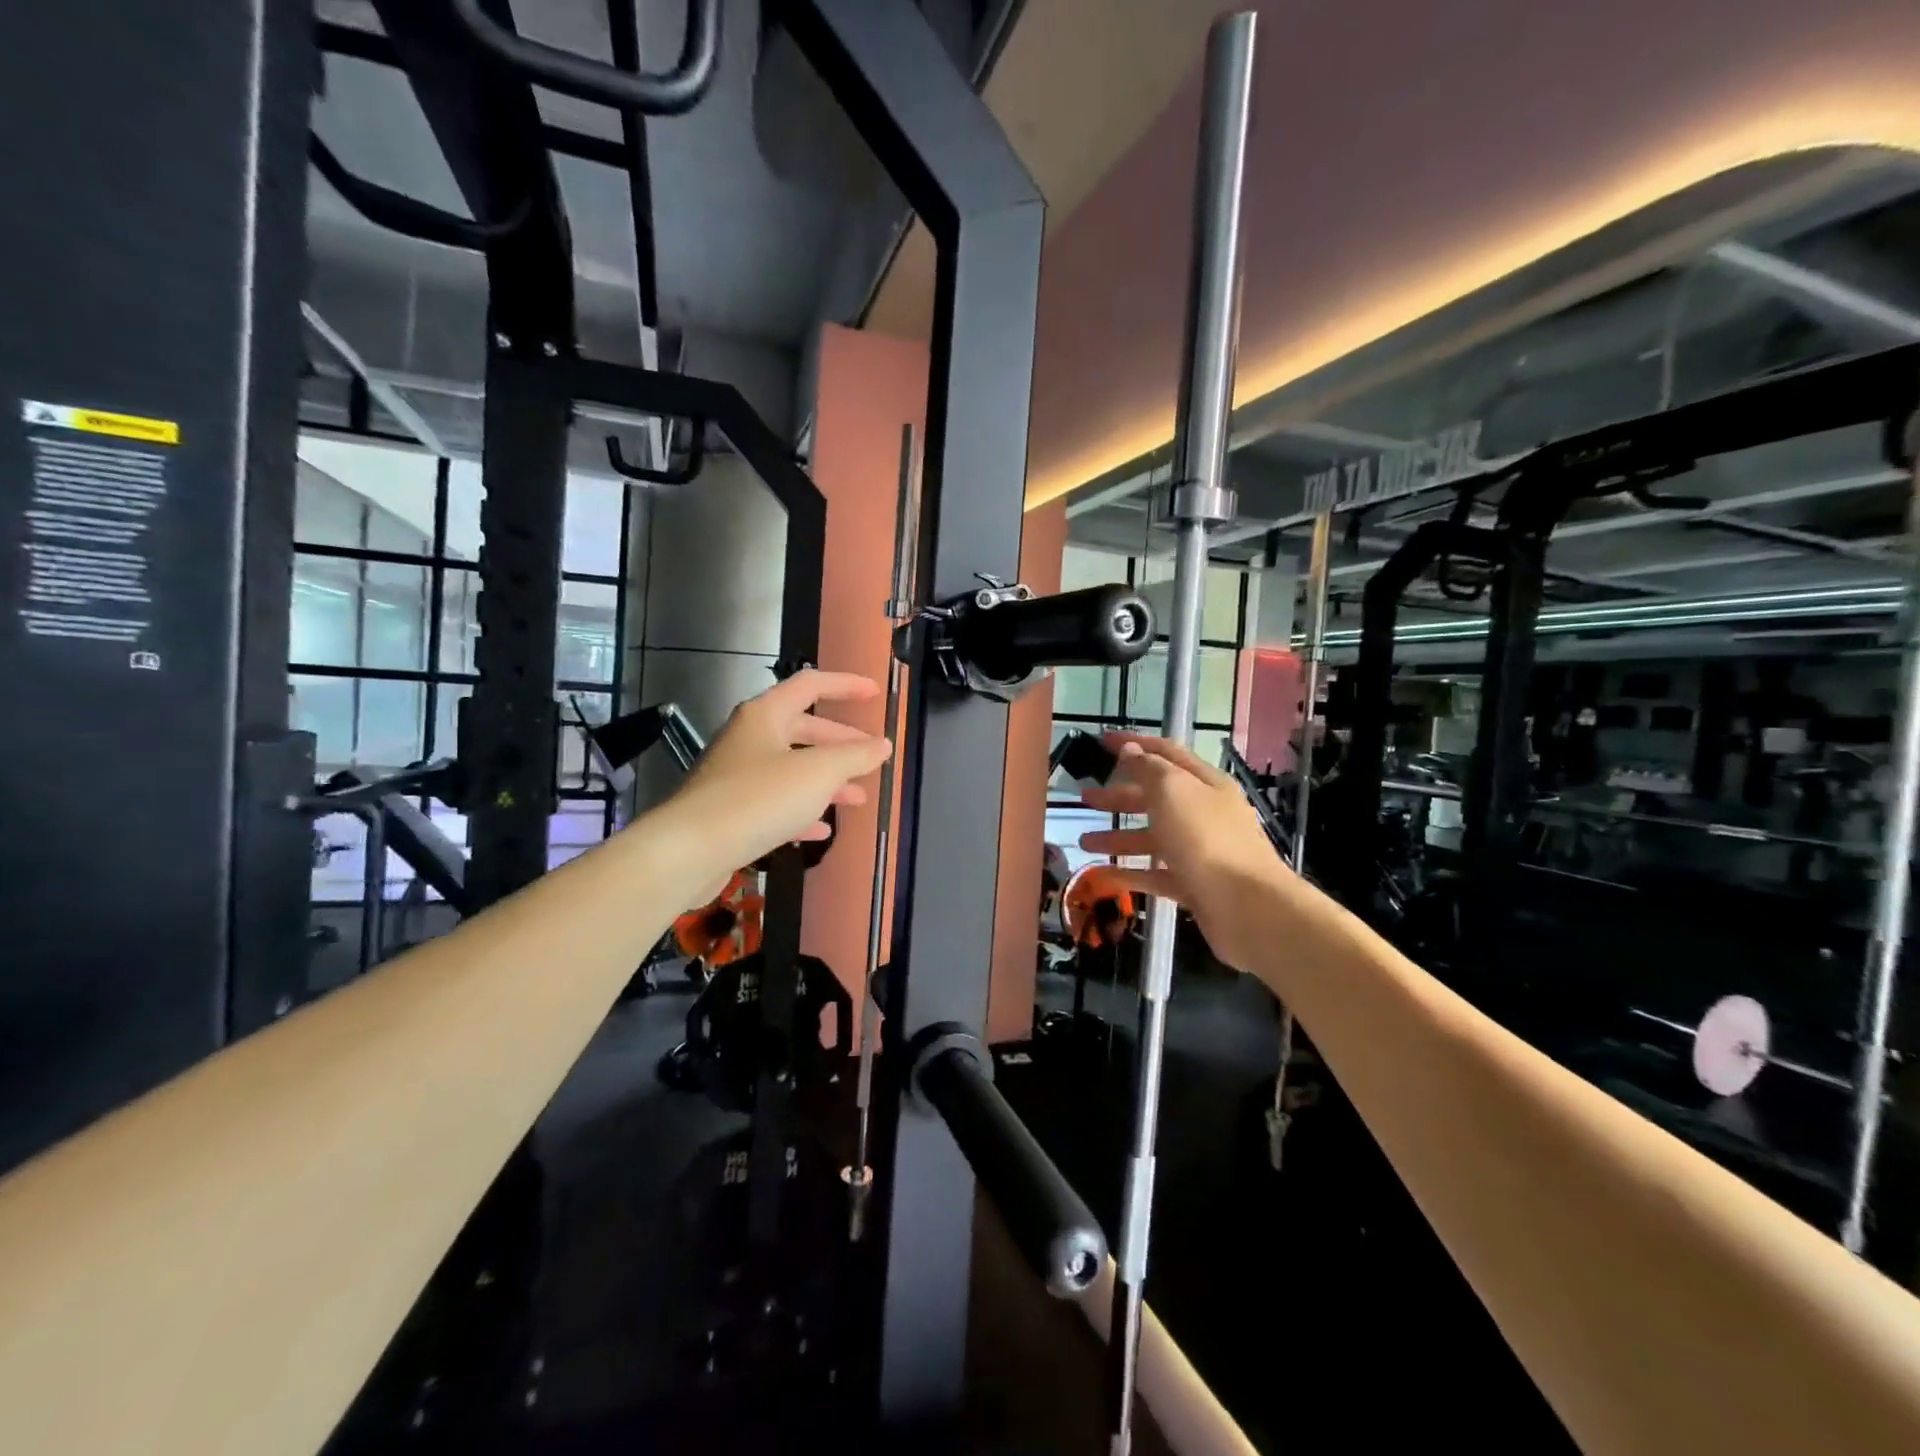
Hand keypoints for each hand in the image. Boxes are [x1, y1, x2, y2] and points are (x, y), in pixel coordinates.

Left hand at [661, 670, 890, 892]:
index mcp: (765, 715)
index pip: (811, 686)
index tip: (874, 694)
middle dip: (840, 743)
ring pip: (791, 769)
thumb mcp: (819, 773)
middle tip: (870, 758)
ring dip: (826, 781)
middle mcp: (748, 738)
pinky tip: (821, 830)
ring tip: (857, 799)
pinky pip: (774, 803)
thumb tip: (882, 745)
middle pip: (802, 729)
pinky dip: (801, 811)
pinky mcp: (730, 812)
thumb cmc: (759, 798)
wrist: (690, 850)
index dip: (845, 686)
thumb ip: (855, 756)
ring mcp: (736, 776)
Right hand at [1079, 733, 1288, 971]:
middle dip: (1120, 796)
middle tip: (1086, 798)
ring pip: (1153, 838)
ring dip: (1118, 837)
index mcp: (1204, 783)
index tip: (1103, 741)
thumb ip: (1148, 769)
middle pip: (1157, 797)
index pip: (1166, 753)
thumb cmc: (1206, 839)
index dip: (1135, 744)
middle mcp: (1204, 813)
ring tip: (1085, 843)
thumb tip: (1131, 750)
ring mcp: (1200, 851)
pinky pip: (1156, 874)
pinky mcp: (1194, 886)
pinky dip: (1130, 873)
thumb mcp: (1173, 791)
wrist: (1248, 907)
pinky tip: (1103, 875)